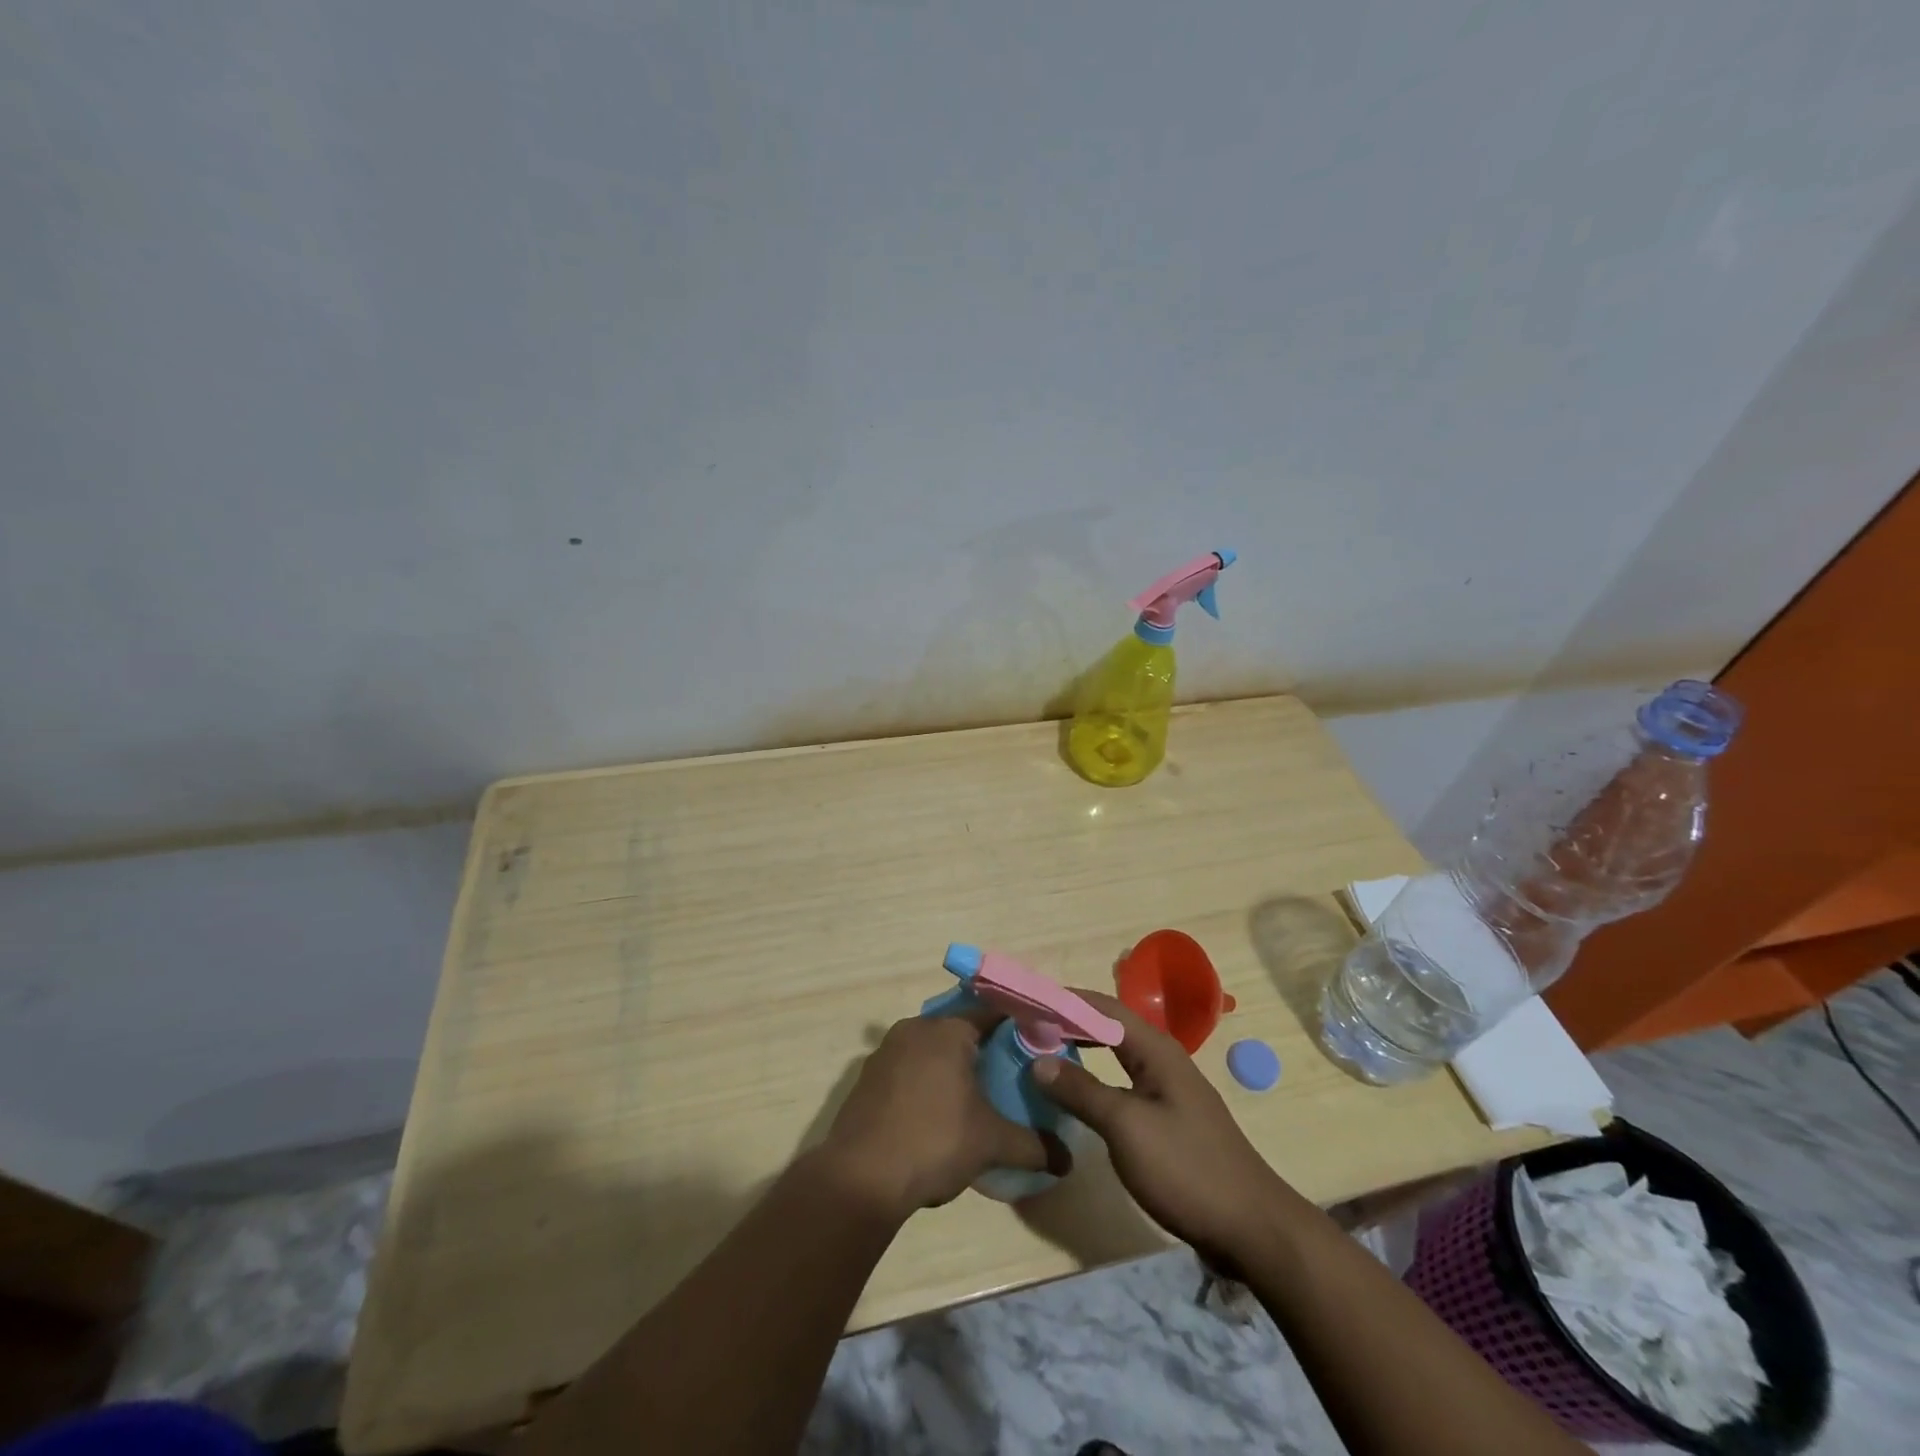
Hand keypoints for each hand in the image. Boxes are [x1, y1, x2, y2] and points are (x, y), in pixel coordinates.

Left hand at [816, 1010, 1058, 1222]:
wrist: (860, 1178)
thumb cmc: (934, 1142)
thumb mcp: (991, 1144)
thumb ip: (1033, 1146)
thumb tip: (1068, 1160)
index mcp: (947, 1030)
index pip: (992, 1013)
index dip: (1017, 1027)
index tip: (1037, 1045)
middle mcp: (914, 1029)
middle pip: (959, 1031)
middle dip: (983, 1051)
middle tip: (1010, 1077)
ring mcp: (885, 1052)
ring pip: (930, 1051)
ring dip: (951, 1069)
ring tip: (975, 1100)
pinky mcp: (867, 1079)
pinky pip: (907, 1070)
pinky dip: (924, 1084)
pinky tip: (936, 1116)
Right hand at [1033, 990, 1287, 1264]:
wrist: (1252, 1229)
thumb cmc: (1186, 1168)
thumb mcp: (1126, 1127)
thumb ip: (1081, 1091)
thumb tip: (1038, 1060)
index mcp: (1156, 1050)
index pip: (1104, 1006)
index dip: (1066, 1000)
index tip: (1027, 1001)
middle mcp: (1163, 1059)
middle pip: (1110, 1025)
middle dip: (1070, 1021)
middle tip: (1028, 1025)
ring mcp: (1168, 1090)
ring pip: (1117, 1054)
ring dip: (1082, 1048)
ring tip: (1044, 1051)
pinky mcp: (1169, 1119)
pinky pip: (1124, 1082)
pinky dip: (1096, 1078)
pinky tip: (1078, 1093)